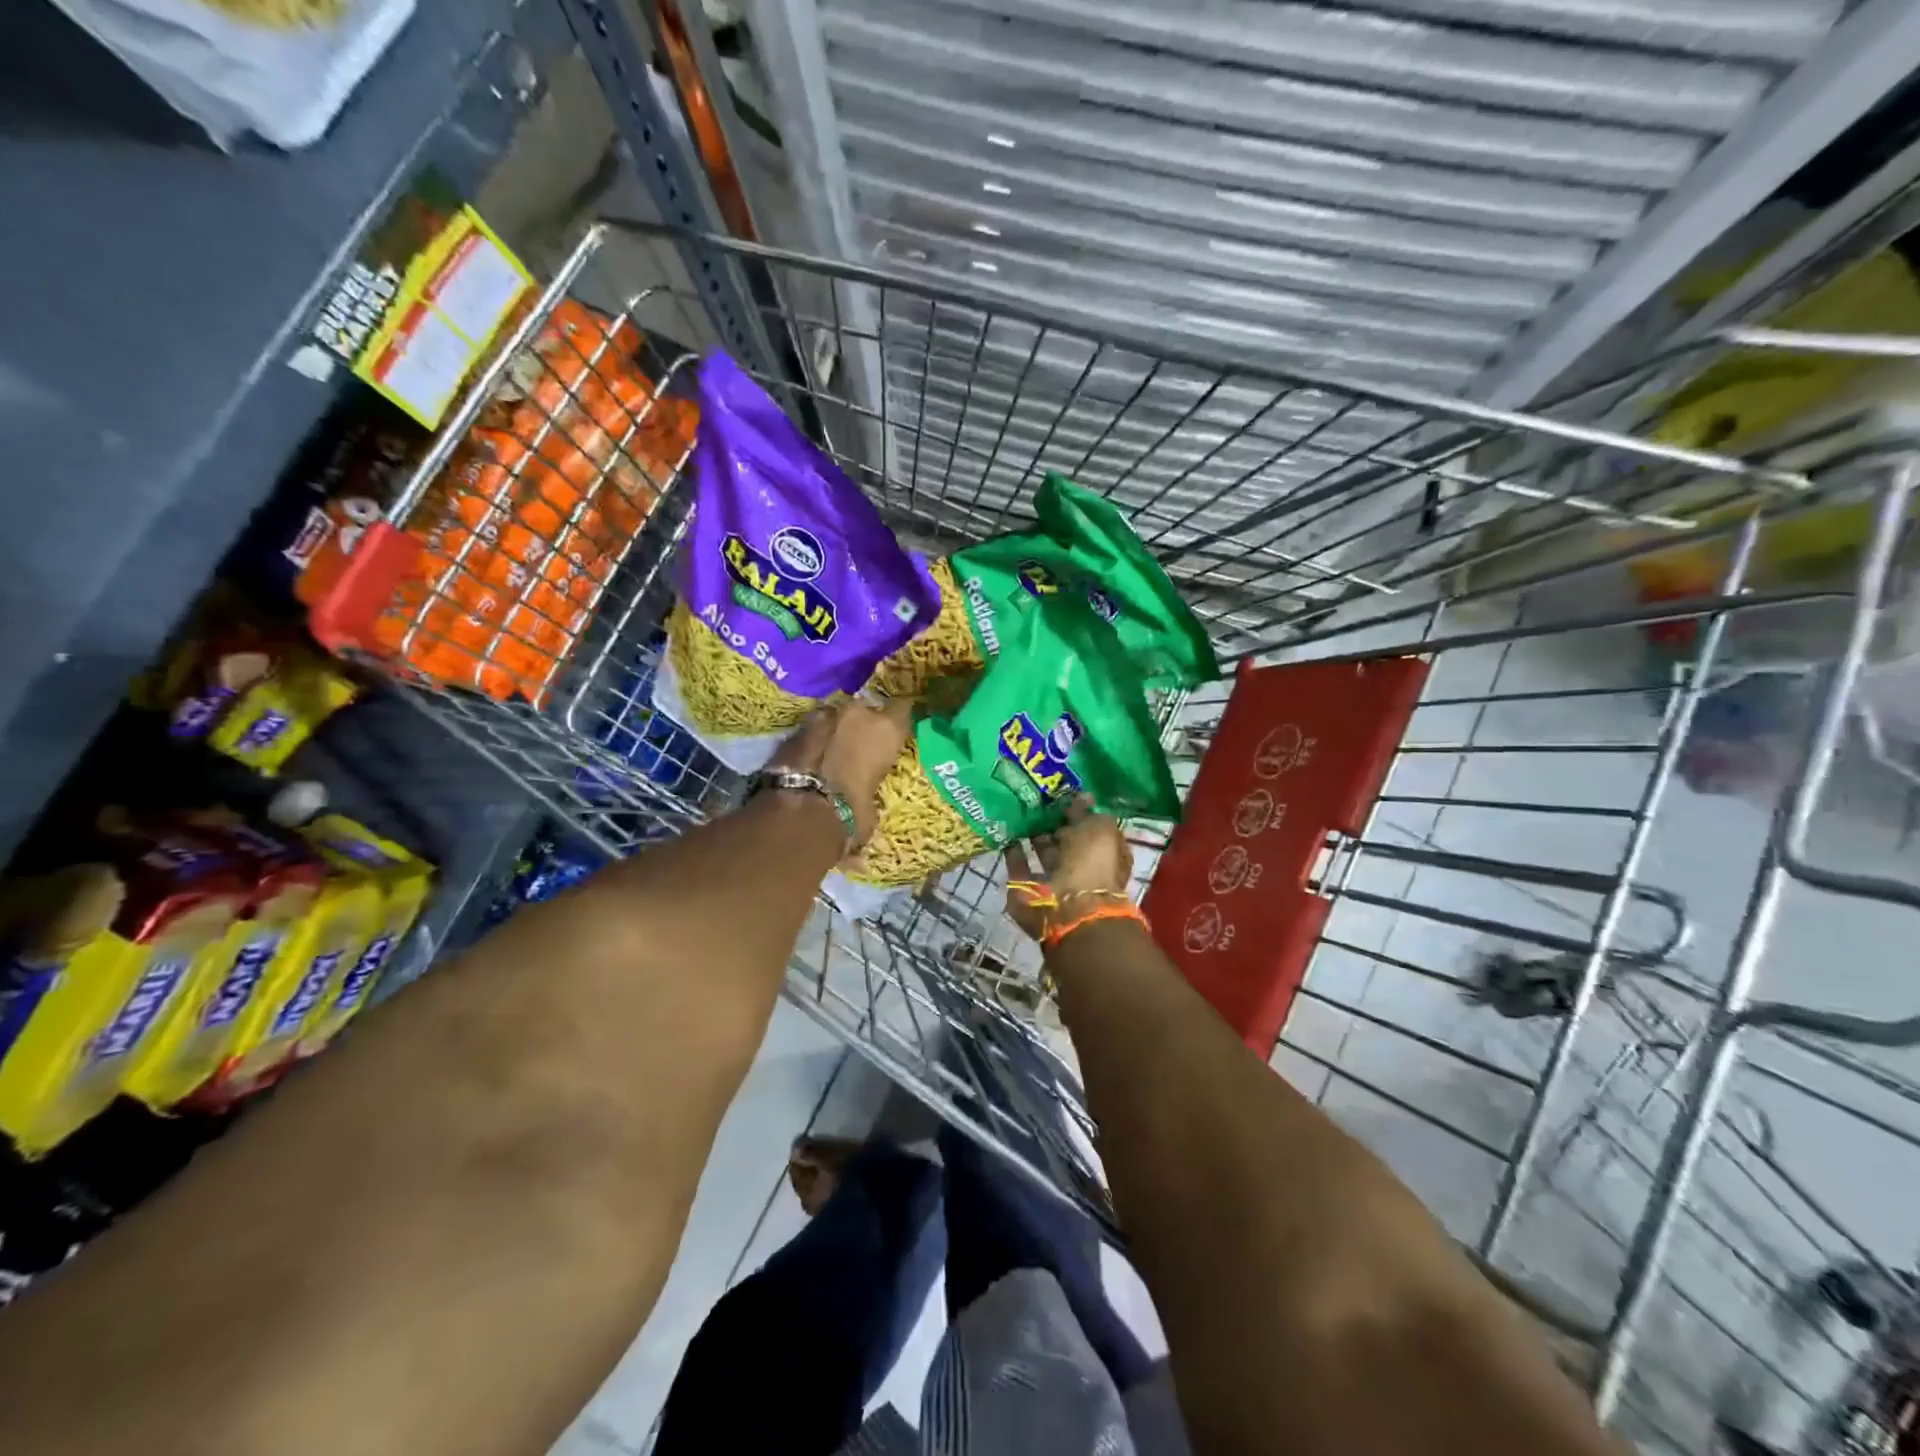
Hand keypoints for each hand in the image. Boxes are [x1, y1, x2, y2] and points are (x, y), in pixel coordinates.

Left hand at [770, 696, 912, 842]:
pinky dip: (813, 741)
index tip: (894, 737)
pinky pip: (812, 729)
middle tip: (860, 749)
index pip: (903, 711)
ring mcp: (824, 715)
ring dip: (836, 730)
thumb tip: (862, 824)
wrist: (802, 807)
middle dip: (863, 726)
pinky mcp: (796, 727)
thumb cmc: (853, 811)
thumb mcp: (872, 811)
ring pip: (836, 716)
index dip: (897, 724)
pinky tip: (811, 759)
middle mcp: (859, 713)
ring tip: (833, 753)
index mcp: (888, 730)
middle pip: (866, 710)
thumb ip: (870, 796)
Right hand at [1003, 796, 1132, 941]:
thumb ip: (1087, 812)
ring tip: (1018, 807)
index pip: (1091, 828)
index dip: (1077, 812)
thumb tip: (1082, 796)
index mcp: (1104, 854)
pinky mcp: (1028, 888)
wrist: (1067, 908)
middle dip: (1053, 821)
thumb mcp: (1098, 828)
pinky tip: (1007, 828)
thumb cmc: (1092, 864)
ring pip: (1043, 853)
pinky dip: (1013, 849)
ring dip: (1033, 834)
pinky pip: (1019, 865)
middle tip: (1034, 795)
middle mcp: (1081, 868)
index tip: (1059, 793)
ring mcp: (1054, 881)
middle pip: (1066, 840)